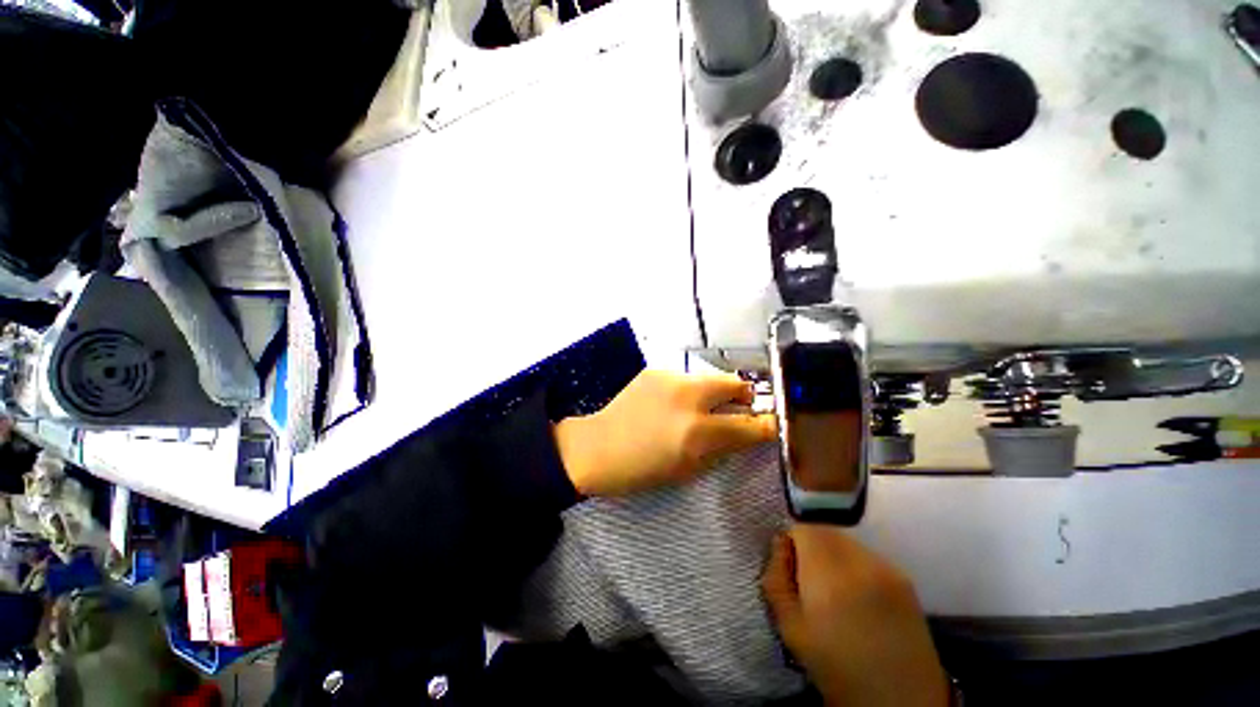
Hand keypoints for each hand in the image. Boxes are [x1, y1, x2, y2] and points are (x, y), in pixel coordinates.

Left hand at [553, 370, 776, 496]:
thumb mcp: (687, 469)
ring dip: (713, 393)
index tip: (773, 423)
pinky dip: (687, 390)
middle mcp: (687, 398)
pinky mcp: (655, 370)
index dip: (767, 425)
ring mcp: (669, 379)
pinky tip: (671, 404)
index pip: (748, 424)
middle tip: (739, 407)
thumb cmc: (642, 469)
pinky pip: (684, 378)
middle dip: (744, 396)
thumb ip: (721, 448)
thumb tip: (744, 434)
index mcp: (696, 432)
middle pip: (735, 383)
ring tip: (698, 408)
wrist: (597, 446)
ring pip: (709, 378)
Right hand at [762, 525, 948, 706]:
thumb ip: (776, 578)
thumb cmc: (835, 668)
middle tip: (812, 581)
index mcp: (828, 574)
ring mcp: (887, 568)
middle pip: (825, 530)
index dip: (792, 542)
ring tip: (838, 591)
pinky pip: (868, 556)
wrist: (899, 701)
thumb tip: (779, 544)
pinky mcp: (905, 578)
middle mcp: (860, 562)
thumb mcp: (789, 628)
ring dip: (834, 555)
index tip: (792, 568)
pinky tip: (860, 598)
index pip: (803, 527)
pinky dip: (856, 566)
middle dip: (813, 547)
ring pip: (847, 541)